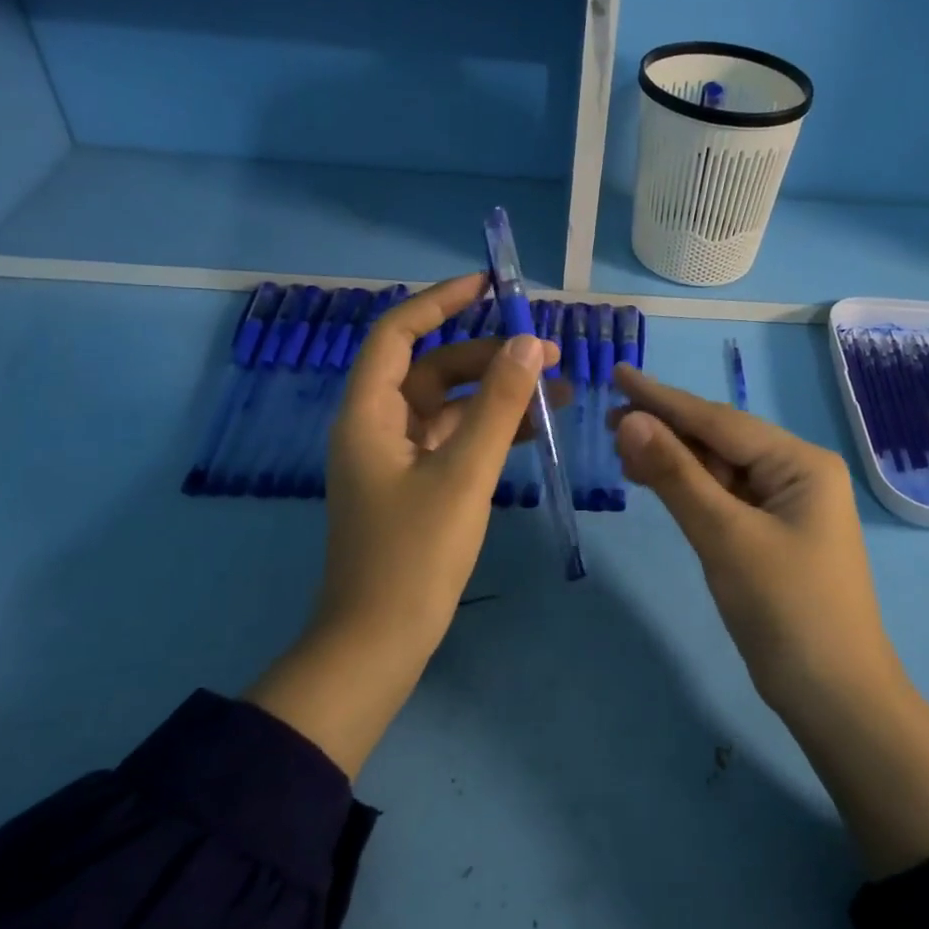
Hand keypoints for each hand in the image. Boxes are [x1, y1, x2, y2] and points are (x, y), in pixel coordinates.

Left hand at [247, 274, 560, 777]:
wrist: (379, 643)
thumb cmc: (414, 555)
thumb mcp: (464, 474)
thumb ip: (498, 407)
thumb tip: (530, 345)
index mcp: (369, 413)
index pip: (398, 333)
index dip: (440, 301)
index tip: (489, 285)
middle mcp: (378, 426)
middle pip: (433, 368)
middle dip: (490, 355)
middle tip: (548, 354)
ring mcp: (397, 458)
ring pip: (450, 406)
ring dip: (498, 394)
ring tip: (559, 390)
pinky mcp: (416, 485)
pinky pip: (456, 440)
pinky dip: (491, 429)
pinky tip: (534, 428)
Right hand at [609, 366, 928, 875]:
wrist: (834, 696)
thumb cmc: (786, 611)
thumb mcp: (725, 537)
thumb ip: (677, 475)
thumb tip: (629, 420)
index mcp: (800, 463)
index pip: (720, 420)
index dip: (664, 398)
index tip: (619, 373)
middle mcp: (797, 473)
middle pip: (720, 439)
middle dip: (666, 428)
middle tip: (608, 418)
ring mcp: (785, 506)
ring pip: (719, 469)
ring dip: (674, 458)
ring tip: (621, 446)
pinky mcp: (771, 534)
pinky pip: (724, 497)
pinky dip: (689, 488)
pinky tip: (655, 480)